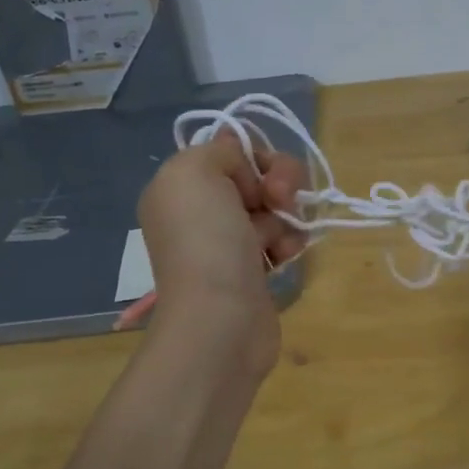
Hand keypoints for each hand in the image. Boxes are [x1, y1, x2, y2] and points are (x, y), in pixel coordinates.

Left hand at [131, 135, 308, 369]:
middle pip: (258, 176)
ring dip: (287, 217)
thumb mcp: (197, 171)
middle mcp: (201, 211)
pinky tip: (283, 257)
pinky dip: (289, 243)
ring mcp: (228, 241)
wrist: (220, 317)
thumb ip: (222, 151)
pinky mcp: (253, 268)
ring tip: (279, 241)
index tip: (258, 178)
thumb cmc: (206, 240)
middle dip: (279, 184)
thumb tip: (244, 168)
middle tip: (280, 201)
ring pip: (277, 207)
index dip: (254, 157)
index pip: (230, 151)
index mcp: (179, 186)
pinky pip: (283, 238)